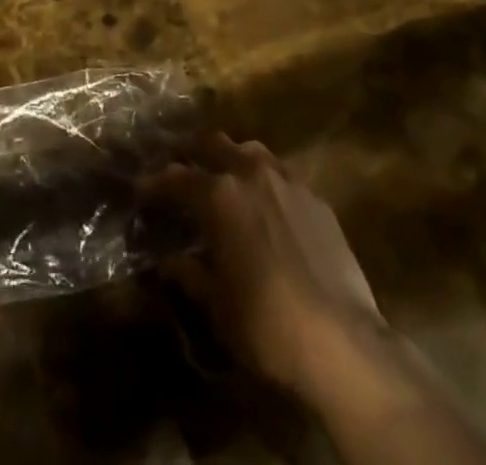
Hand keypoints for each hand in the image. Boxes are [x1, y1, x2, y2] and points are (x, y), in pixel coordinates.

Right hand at [157, 138, 485, 464]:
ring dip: (233, 158)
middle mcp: (250, 173)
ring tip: (226, 177)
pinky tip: (268, 205)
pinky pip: (283, 175)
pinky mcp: (317, 199)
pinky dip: (266, 181)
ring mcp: (287, 181)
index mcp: (219, 195)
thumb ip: (189, 274)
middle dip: (194, 152)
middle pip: (215, 144)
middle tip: (182, 167)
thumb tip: (168, 261)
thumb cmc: (266, 325)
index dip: (156, 183)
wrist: (341, 340)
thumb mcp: (216, 305)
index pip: (177, 178)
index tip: (143, 188)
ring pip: (252, 151)